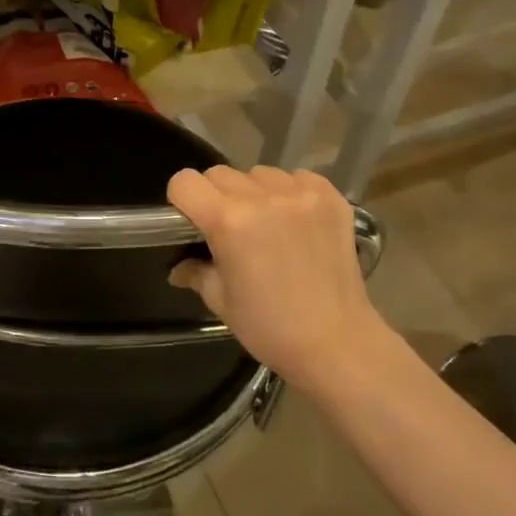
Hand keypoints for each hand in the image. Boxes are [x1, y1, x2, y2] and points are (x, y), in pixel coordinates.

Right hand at [167, 165, 385, 390]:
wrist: (337, 342)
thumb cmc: (270, 327)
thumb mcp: (221, 301)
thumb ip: (196, 271)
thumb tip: (178, 267)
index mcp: (229, 222)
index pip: (185, 182)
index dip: (182, 200)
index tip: (192, 221)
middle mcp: (263, 198)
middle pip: (220, 174)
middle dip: (216, 197)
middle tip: (230, 229)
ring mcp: (301, 194)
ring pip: (259, 173)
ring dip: (254, 193)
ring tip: (268, 224)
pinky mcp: (330, 197)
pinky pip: (297, 177)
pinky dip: (290, 192)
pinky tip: (296, 221)